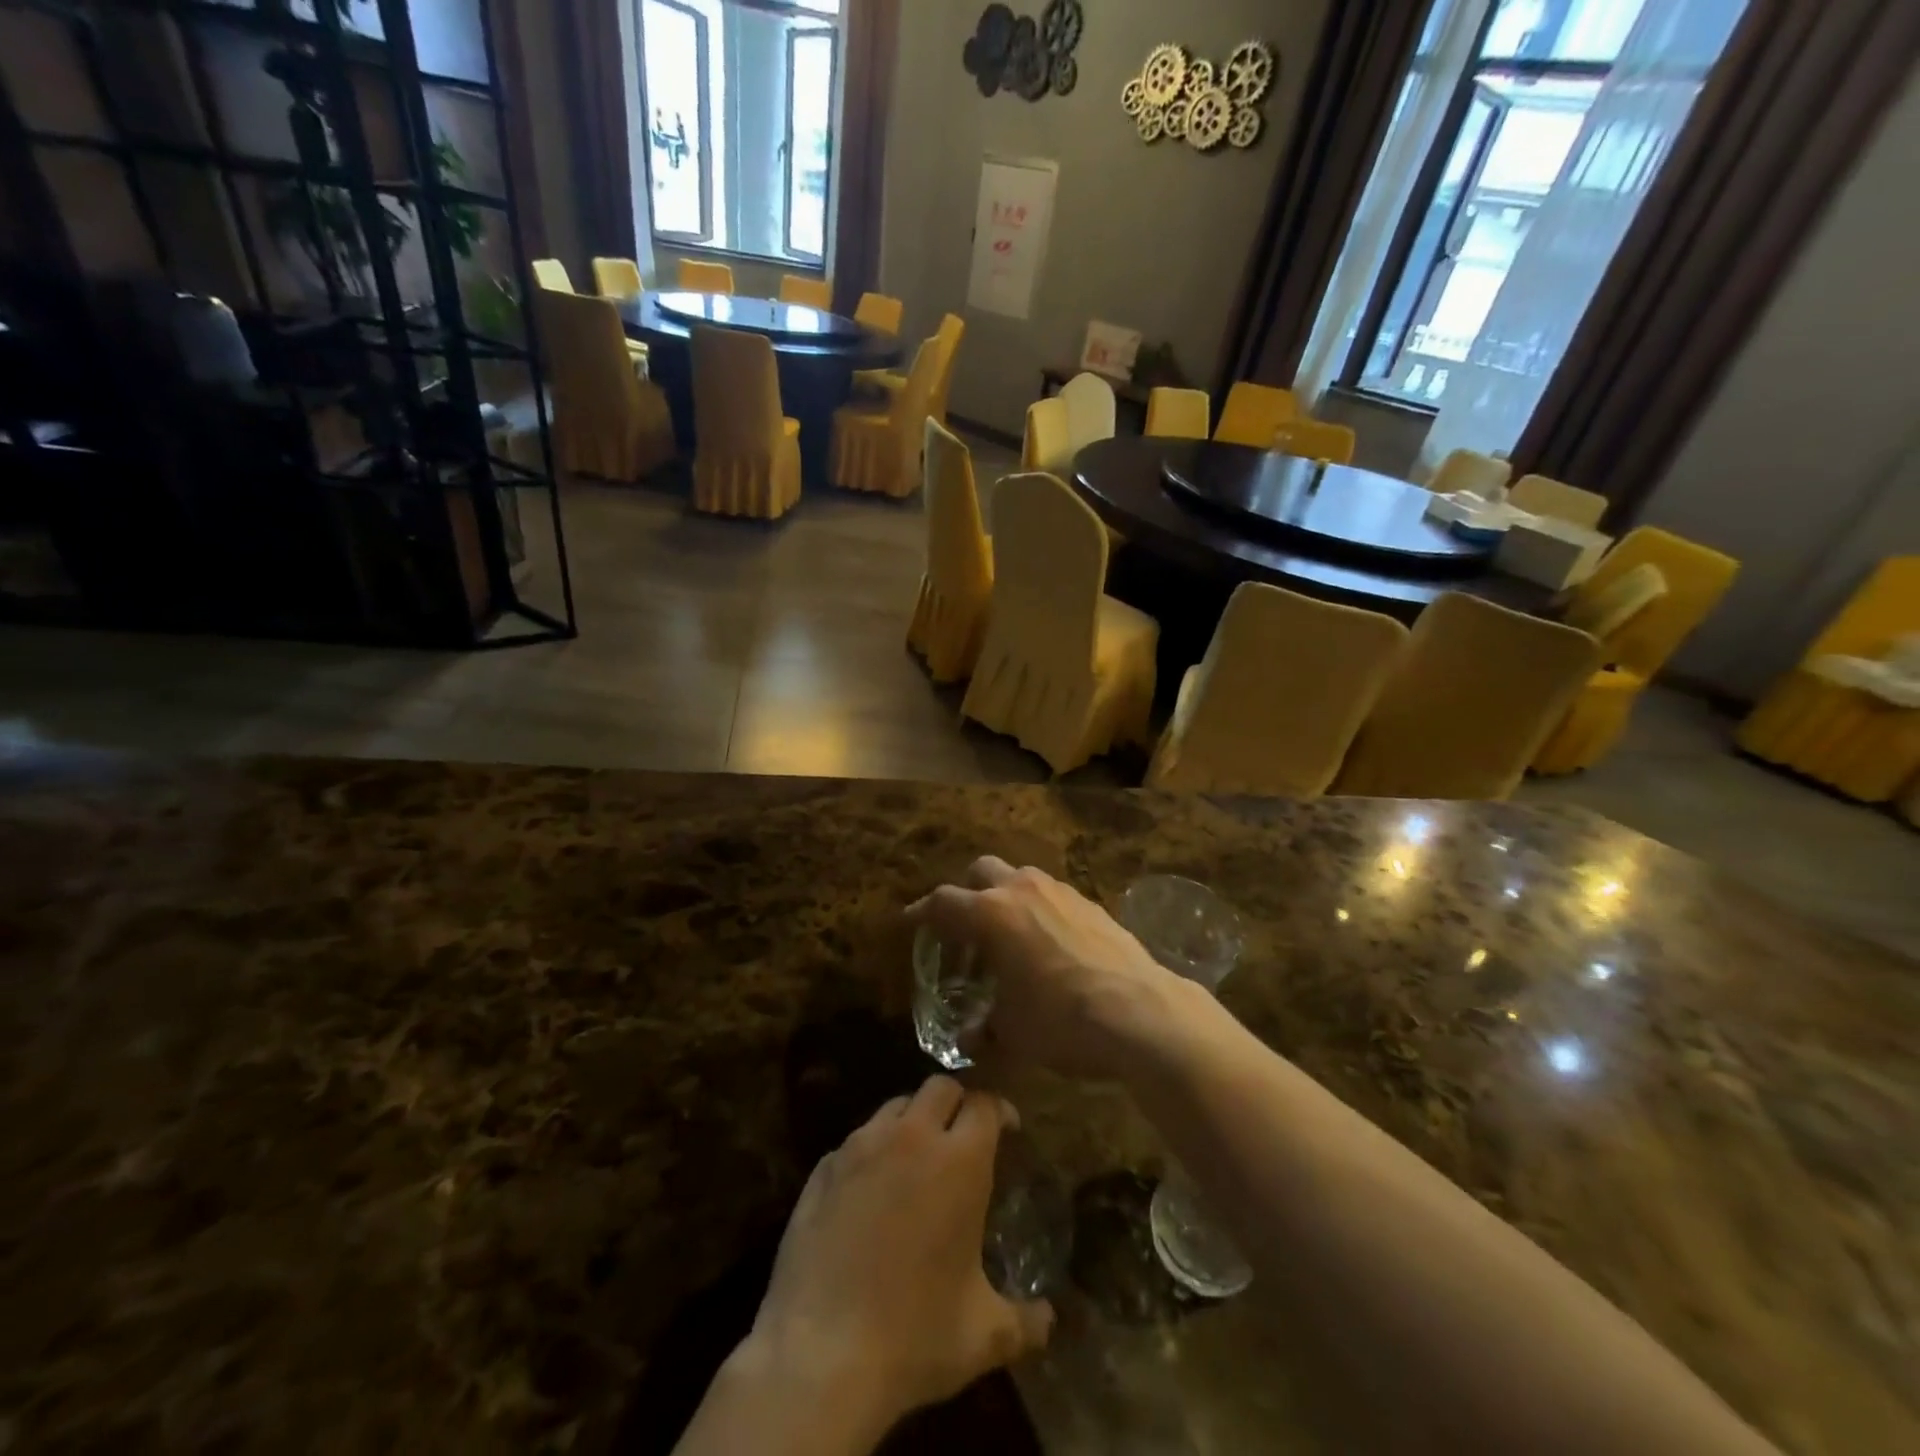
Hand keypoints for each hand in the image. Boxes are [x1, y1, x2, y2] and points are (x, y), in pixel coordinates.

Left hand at [741, 1077, 1053, 1443]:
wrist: (820, 1356)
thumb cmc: (914, 1337)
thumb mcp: (984, 1337)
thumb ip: (1024, 1322)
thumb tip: (1049, 1320)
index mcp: (959, 1161)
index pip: (985, 1104)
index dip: (1000, 1111)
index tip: (1008, 1129)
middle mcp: (911, 1137)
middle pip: (940, 1087)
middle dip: (957, 1102)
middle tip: (963, 1136)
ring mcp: (861, 1147)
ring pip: (896, 1106)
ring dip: (914, 1120)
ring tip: (917, 1158)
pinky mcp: (823, 1167)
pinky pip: (857, 1139)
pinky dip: (874, 1150)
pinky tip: (872, 1191)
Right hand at [906, 857, 1183, 1080]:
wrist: (1142, 1012)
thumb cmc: (1062, 1020)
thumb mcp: (1012, 1032)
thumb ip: (984, 1027)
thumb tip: (971, 1035)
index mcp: (991, 914)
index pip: (942, 902)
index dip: (921, 912)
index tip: (910, 922)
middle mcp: (1022, 890)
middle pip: (981, 871)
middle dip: (966, 893)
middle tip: (964, 929)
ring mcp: (1061, 892)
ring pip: (1020, 878)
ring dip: (1005, 898)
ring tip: (1007, 938)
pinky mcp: (1091, 903)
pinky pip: (1052, 896)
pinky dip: (1038, 910)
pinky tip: (1048, 946)